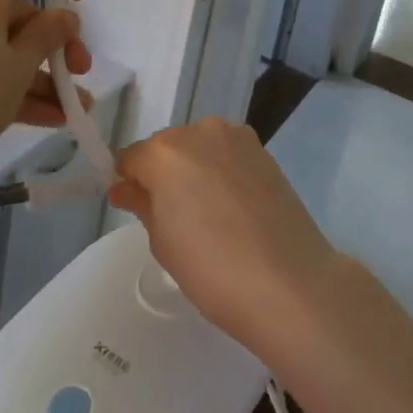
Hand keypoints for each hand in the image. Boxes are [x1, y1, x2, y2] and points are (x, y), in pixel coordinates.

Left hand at [0, 0, 89, 176]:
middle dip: (57, 40)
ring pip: (9, 47)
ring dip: (44, 73)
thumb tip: (64, 16)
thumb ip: (48, 36)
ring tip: (72, 105)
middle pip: (23, 10)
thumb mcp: (19, 67)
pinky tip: (50, 117)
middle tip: (80, 70)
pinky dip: (17, 88)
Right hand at [109, 117, 342, 356]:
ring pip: (200, 148)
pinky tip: (233, 208)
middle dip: (163, 174)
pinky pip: (228, 155)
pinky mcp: (264, 151)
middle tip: (173, 217)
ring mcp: (236, 138)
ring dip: (195, 170)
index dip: (129, 182)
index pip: (132, 158)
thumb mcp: (163, 241)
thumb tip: (125, 187)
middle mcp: (200, 131)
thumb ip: (142, 204)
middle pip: (168, 148)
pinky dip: (222, 172)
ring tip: (208, 215)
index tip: (133, 207)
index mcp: (166, 151)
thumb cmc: (212, 268)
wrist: (287, 281)